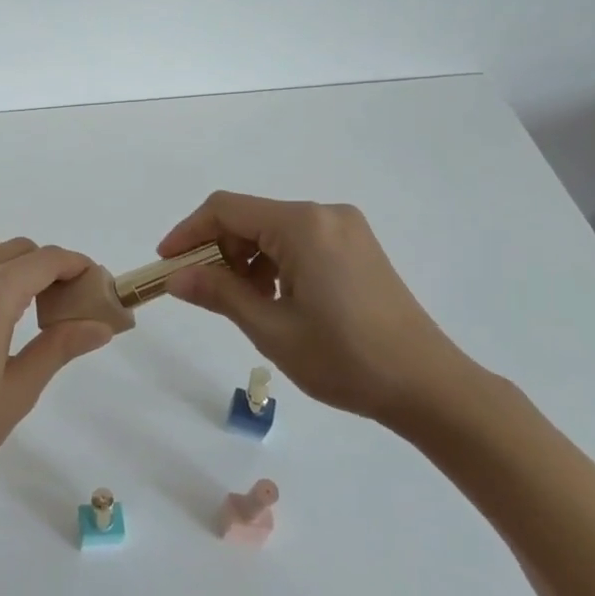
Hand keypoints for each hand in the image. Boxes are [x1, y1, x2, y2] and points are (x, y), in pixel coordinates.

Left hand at [0, 227, 117, 503]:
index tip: (92, 282)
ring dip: (6, 259)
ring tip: (13, 303)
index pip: (46, 260)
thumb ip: (60, 347)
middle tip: (58, 305)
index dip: (75, 265)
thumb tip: (101, 326)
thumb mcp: (19, 389)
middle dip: (45, 267)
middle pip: (17, 248)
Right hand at [159, 191, 479, 429]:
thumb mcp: (271, 328)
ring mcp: (346, 229)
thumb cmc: (344, 358)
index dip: (188, 232)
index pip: (226, 209)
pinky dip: (275, 262)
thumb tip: (175, 277)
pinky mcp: (358, 247)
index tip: (166, 264)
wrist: (428, 385)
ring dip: (246, 259)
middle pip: (250, 217)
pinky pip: (300, 241)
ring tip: (242, 303)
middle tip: (202, 292)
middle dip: (218, 250)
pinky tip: (276, 299)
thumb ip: (219, 293)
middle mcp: (325, 214)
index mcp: (303, 225)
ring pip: (274, 230)